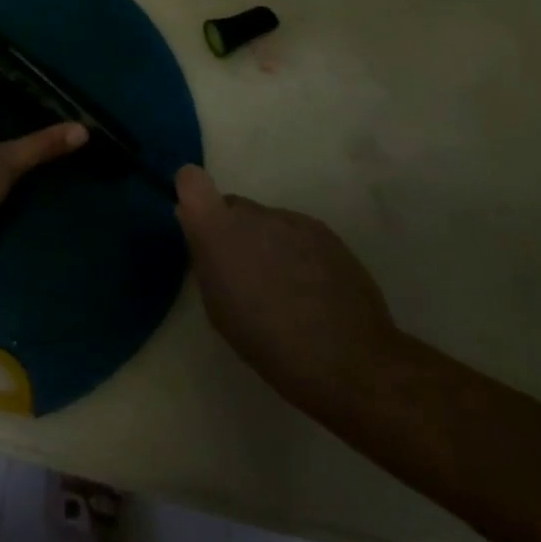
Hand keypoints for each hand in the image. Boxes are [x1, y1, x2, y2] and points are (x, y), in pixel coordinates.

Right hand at [174, 165, 398, 402]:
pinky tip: (311, 288)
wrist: (349, 361)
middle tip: (244, 273)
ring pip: (266, 221)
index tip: (197, 222)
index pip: (191, 180)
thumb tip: (198, 230)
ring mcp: (292, 219)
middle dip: (232, 231)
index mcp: (218, 230)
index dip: (192, 195)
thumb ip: (205, 259)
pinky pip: (296, 232)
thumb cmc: (268, 343)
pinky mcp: (325, 231)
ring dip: (266, 242)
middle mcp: (253, 213)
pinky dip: (295, 251)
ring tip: (283, 286)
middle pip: (233, 207)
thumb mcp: (218, 307)